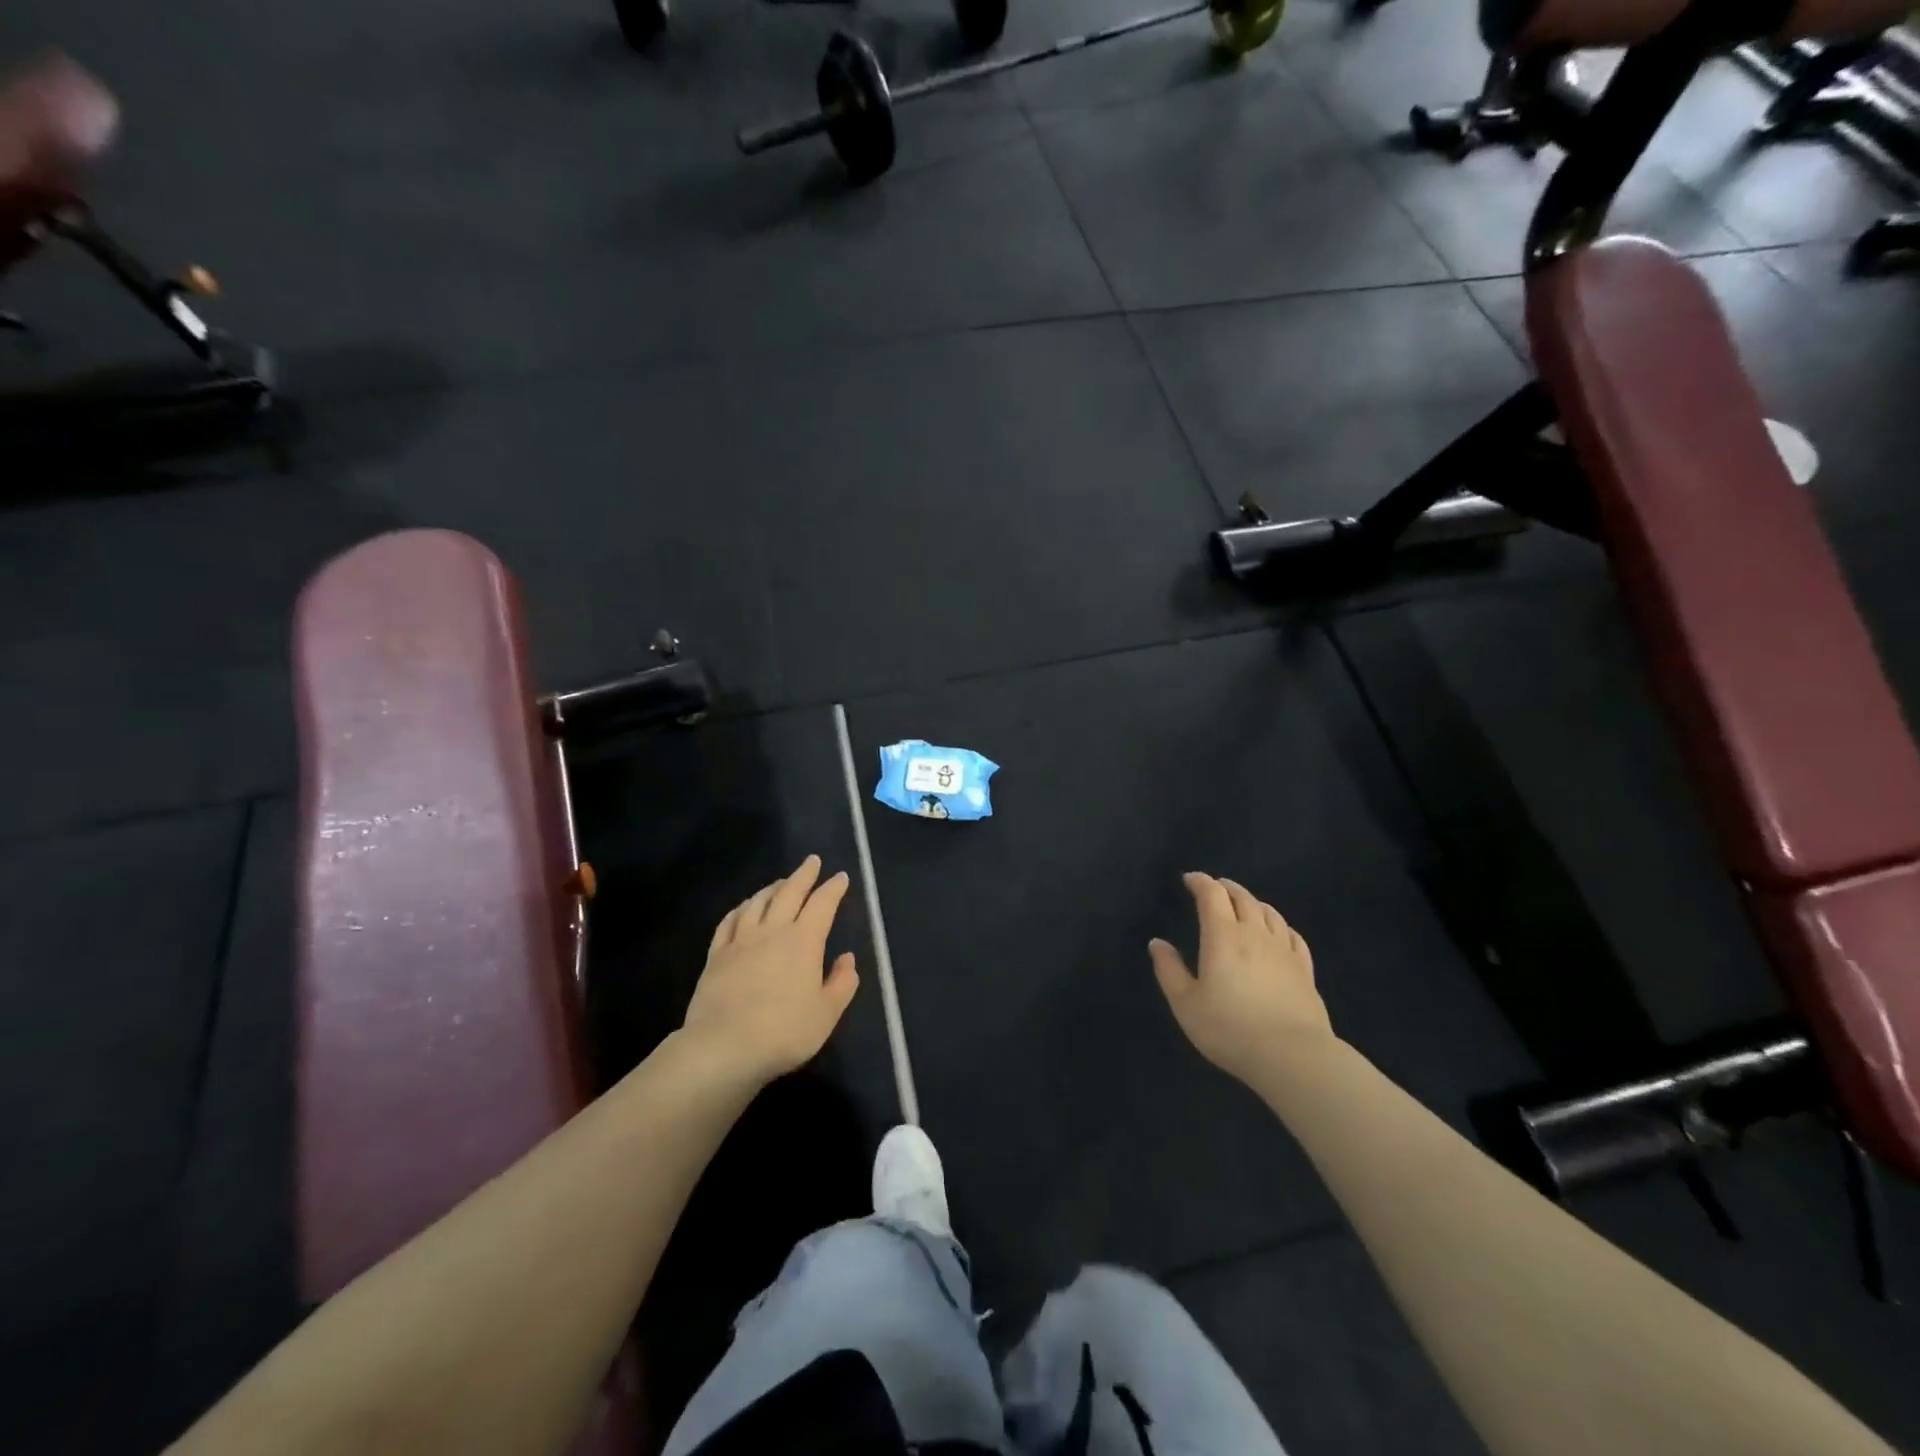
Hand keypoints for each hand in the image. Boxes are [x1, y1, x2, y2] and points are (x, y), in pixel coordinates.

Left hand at [683, 855, 859, 1083]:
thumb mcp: (826, 1013)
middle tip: (812, 861)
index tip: (840, 877)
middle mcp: (773, 931)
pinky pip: (729, 922)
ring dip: (773, 888)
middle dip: (804, 875)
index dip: (833, 888)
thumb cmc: (784, 1031)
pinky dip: (741, 908)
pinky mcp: (716, 955)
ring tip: (781, 882)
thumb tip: (847, 959)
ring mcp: (741, 941)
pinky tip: (744, 908)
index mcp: (804, 941)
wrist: (723, 1047)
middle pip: (789, 893)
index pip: (822, 904)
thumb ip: (842, 983)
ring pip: (758, 902)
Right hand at [1150, 873, 1334, 1084]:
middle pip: (1242, 897)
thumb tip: (1157, 943)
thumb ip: (1169, 970)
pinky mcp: (1304, 969)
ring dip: (1252, 901)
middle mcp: (1254, 934)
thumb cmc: (1229, 1028)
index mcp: (1222, 936)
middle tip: (1214, 887)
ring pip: (1269, 912)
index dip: (1200, 881)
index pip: (1212, 894)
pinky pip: (1292, 935)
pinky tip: (1277, 931)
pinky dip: (1280, 925)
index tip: (1189, 879)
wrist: (1292, 1056)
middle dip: (1225, 887)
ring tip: (1243, 903)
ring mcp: (1283, 950)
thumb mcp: (1185, 1003)